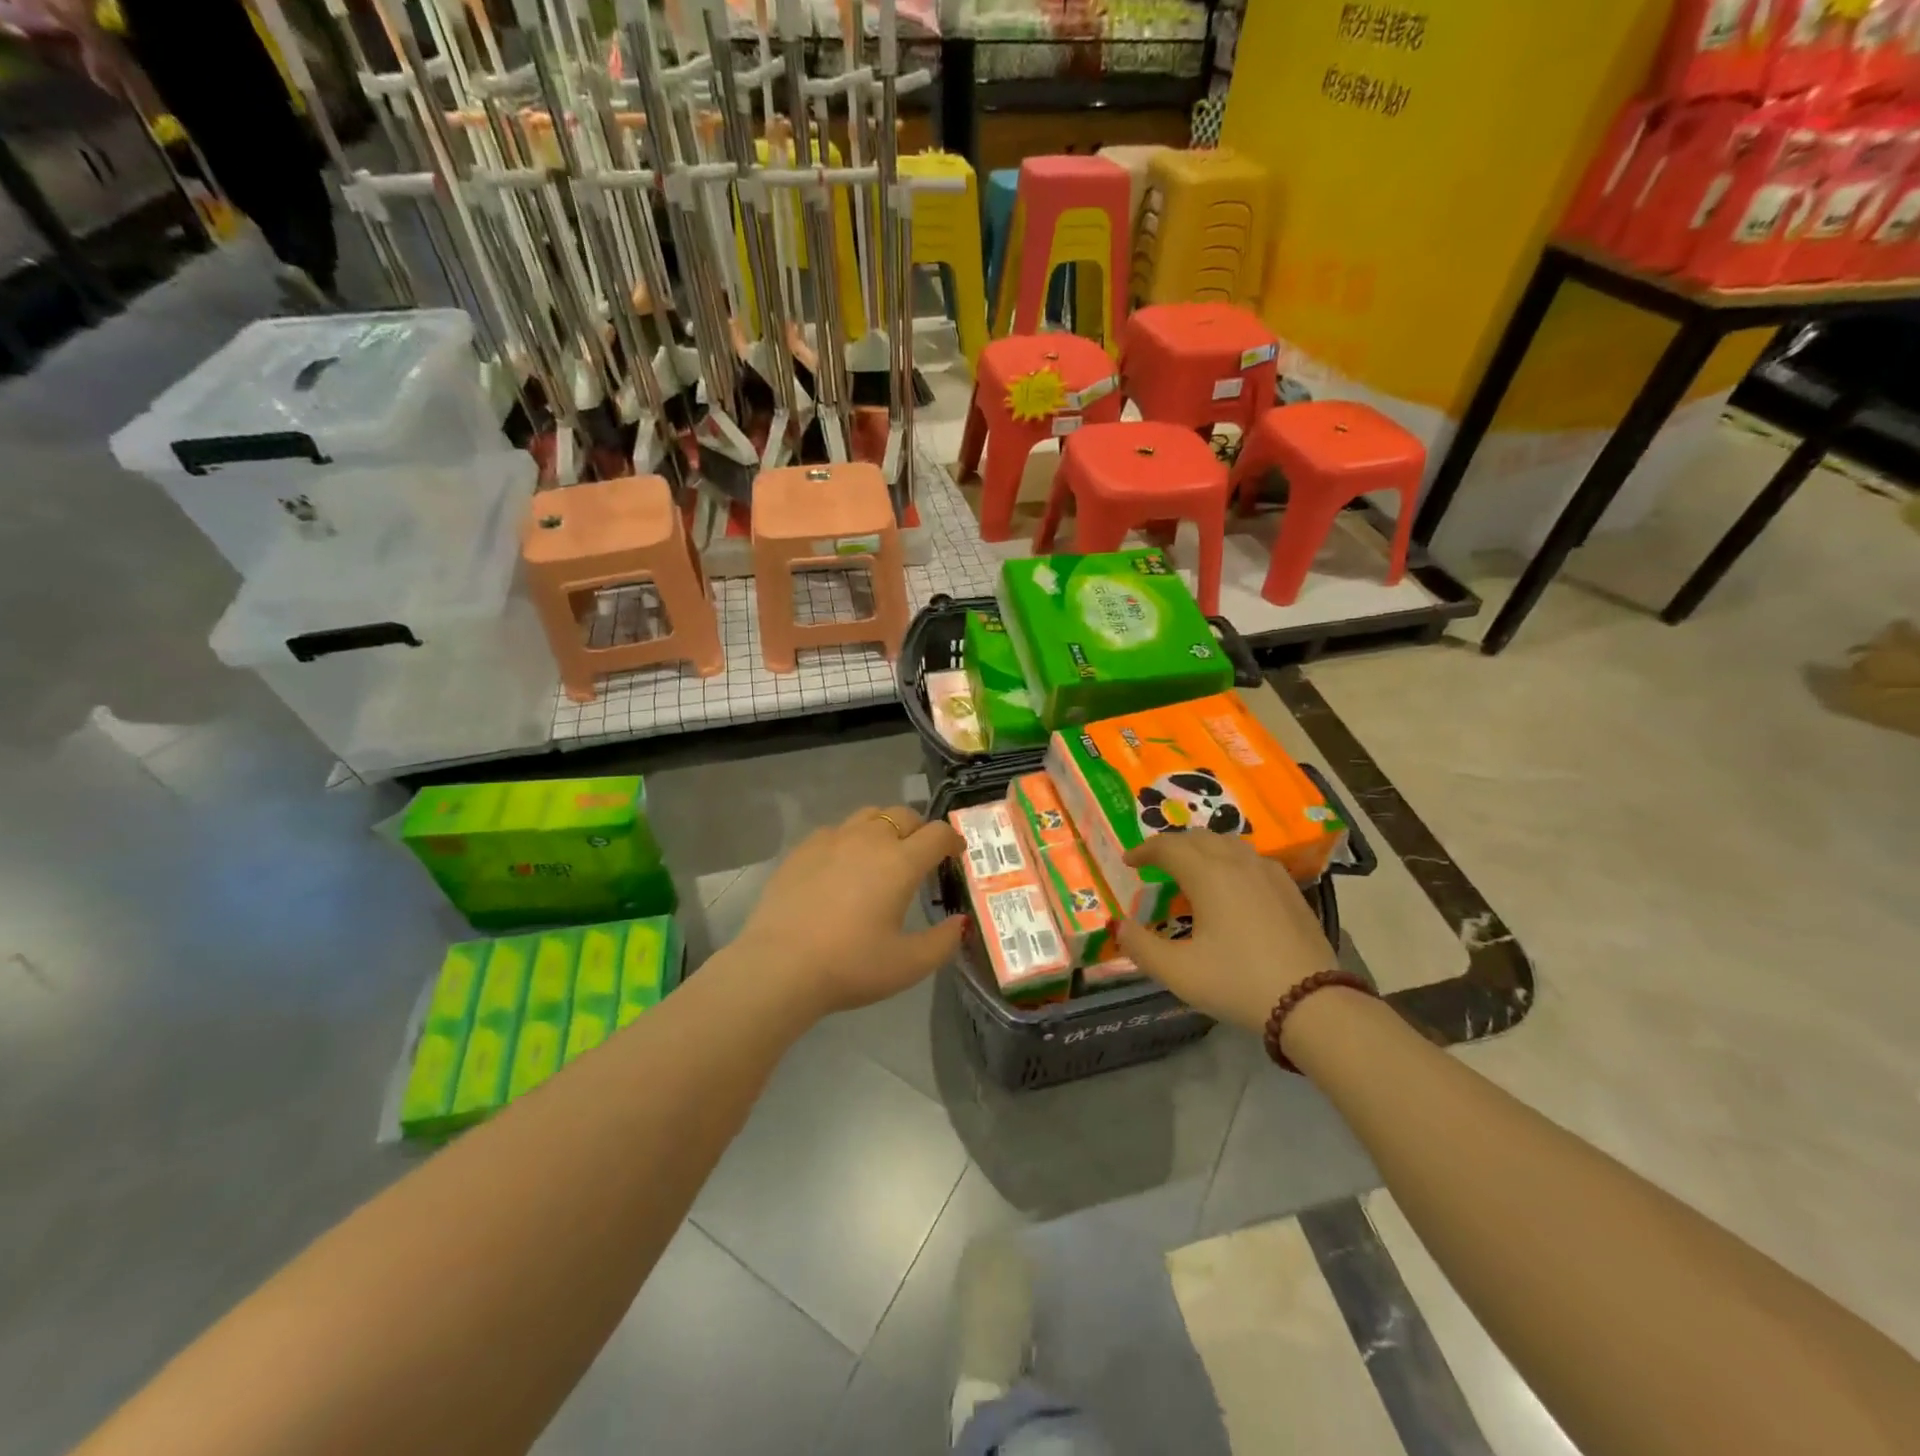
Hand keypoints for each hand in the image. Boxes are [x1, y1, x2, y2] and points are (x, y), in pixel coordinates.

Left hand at [733, 805, 966, 1015]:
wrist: (779, 966)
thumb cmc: (850, 966)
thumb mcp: (908, 965)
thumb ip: (943, 942)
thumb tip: (960, 923)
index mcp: (900, 862)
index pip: (938, 833)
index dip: (953, 841)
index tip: (955, 855)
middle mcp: (869, 840)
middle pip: (904, 815)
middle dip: (920, 830)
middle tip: (920, 858)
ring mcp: (832, 840)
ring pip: (868, 815)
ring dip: (884, 828)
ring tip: (881, 856)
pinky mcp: (802, 849)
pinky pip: (835, 830)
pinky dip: (849, 840)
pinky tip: (841, 868)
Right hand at [1114, 832, 1337, 1033]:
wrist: (1312, 1003)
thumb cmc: (1237, 982)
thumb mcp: (1178, 972)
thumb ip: (1141, 947)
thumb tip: (1119, 927)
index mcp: (1208, 875)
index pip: (1168, 847)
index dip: (1144, 851)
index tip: (1128, 862)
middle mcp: (1238, 863)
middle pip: (1198, 837)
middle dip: (1172, 846)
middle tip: (1155, 864)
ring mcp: (1269, 873)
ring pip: (1228, 843)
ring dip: (1202, 849)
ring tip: (1191, 869)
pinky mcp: (1290, 889)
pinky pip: (1251, 859)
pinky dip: (1229, 860)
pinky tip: (1232, 885)